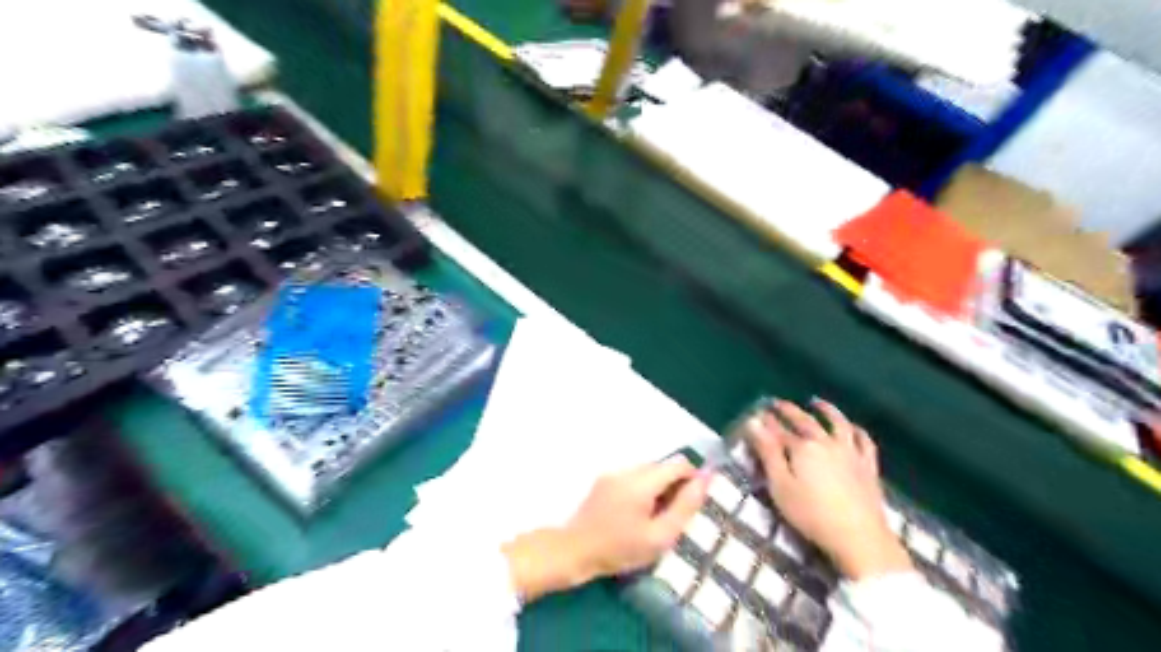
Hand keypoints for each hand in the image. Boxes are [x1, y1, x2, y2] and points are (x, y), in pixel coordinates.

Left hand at [507, 459, 712, 600]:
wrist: (574, 551)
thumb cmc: (619, 549)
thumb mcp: (659, 536)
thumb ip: (685, 506)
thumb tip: (705, 479)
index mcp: (641, 481)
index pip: (678, 463)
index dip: (693, 478)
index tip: (694, 501)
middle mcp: (627, 470)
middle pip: (662, 466)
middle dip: (675, 484)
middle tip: (675, 514)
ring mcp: (613, 473)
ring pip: (648, 471)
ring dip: (658, 486)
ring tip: (655, 516)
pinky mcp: (604, 480)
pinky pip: (633, 476)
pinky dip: (643, 488)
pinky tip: (636, 513)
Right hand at [748, 403, 911, 579]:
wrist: (859, 537)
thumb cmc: (811, 514)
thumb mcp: (780, 485)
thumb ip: (767, 452)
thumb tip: (754, 422)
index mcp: (802, 447)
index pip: (779, 430)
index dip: (766, 422)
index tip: (756, 414)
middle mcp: (826, 442)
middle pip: (805, 421)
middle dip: (789, 411)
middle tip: (777, 403)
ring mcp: (850, 452)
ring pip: (838, 423)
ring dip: (826, 410)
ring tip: (816, 402)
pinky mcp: (868, 466)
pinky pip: (864, 441)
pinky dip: (856, 430)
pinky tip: (852, 428)